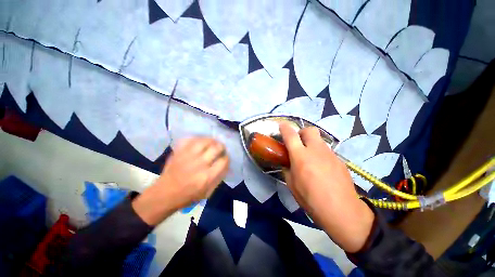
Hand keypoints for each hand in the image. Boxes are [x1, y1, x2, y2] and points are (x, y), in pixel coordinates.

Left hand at [132, 137, 228, 225]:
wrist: (164, 194)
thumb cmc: (187, 196)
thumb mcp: (207, 192)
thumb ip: (218, 178)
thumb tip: (225, 165)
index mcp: (207, 177)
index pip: (223, 161)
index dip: (226, 157)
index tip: (225, 157)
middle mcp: (199, 164)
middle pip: (216, 148)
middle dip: (221, 147)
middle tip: (221, 148)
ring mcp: (187, 156)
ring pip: (204, 141)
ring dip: (211, 140)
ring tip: (213, 142)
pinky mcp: (178, 152)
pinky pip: (190, 139)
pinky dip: (197, 138)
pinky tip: (201, 141)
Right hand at [279, 123, 373, 252]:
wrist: (342, 211)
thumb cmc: (311, 199)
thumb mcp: (292, 185)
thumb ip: (288, 170)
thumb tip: (287, 164)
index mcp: (301, 156)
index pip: (291, 135)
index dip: (284, 128)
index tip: (281, 125)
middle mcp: (316, 150)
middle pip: (309, 130)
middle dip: (301, 132)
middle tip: (298, 143)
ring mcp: (330, 154)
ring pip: (319, 140)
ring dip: (311, 144)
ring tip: (310, 158)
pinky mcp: (339, 160)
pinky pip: (327, 151)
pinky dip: (320, 154)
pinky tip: (321, 168)